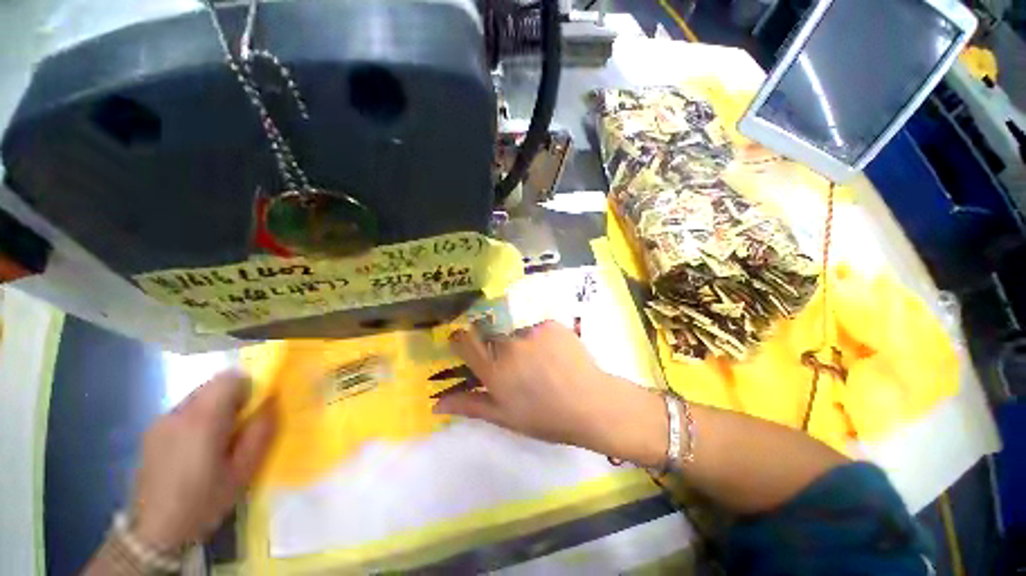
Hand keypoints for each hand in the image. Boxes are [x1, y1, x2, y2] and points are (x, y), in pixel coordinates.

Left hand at [131, 371, 276, 551]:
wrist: (154, 532)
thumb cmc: (204, 500)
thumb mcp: (244, 470)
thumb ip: (261, 432)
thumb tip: (271, 403)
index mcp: (203, 418)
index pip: (231, 378)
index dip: (249, 388)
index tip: (254, 412)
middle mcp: (179, 412)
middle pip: (213, 385)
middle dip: (233, 399)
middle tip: (239, 429)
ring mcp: (161, 422)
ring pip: (198, 398)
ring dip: (215, 410)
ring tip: (217, 443)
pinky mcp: (151, 434)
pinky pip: (183, 413)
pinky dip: (197, 420)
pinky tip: (195, 451)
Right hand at [434, 321, 667, 466]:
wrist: (590, 404)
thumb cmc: (545, 417)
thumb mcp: (504, 416)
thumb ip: (470, 405)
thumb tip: (436, 404)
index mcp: (493, 370)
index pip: (463, 340)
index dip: (461, 339)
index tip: (466, 344)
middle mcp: (508, 345)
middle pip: (490, 333)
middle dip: (496, 346)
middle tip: (516, 364)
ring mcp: (531, 331)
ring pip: (514, 329)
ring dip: (520, 342)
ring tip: (539, 361)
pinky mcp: (550, 323)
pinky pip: (536, 325)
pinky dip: (540, 337)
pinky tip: (554, 353)